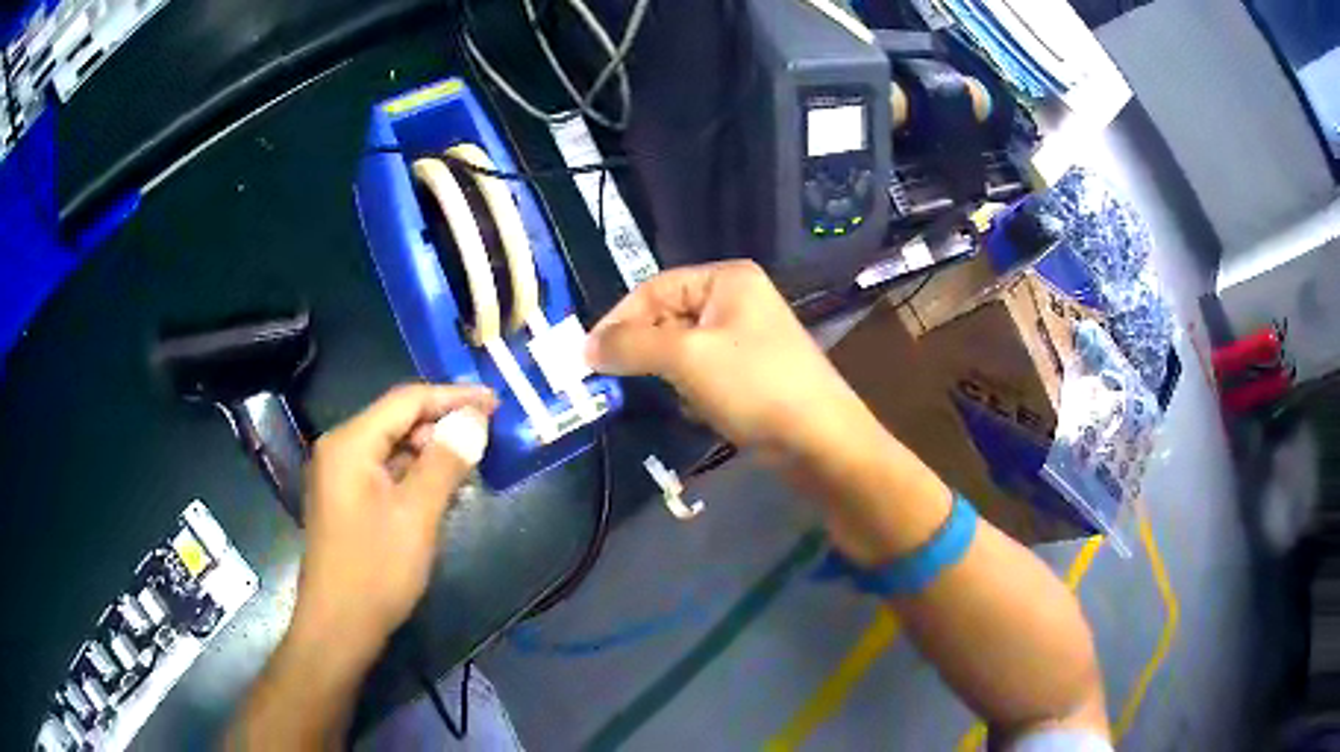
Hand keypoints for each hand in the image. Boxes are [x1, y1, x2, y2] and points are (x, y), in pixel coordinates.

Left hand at [295, 384, 497, 654]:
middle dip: (442, 423)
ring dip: (430, 450)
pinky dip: (414, 473)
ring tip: (470, 462)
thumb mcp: (417, 515)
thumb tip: (475, 418)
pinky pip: (384, 471)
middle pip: (396, 419)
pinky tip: (440, 488)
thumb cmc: (376, 571)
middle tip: (487, 436)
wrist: (338, 627)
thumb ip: (446, 461)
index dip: (453, 396)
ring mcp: (339, 476)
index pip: (406, 400)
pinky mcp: (345, 500)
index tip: (495, 403)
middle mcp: (339, 449)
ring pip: (392, 447)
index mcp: (350, 443)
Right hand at [585, 261, 878, 461]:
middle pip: (669, 316)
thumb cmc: (755, 386)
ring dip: (666, 372)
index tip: (589, 356)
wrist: (821, 442)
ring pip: (684, 348)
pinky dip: (690, 389)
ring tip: (659, 396)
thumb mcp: (686, 357)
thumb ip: (632, 345)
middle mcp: (738, 300)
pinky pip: (704, 372)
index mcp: (727, 279)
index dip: (619, 318)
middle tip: (613, 380)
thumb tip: (586, 348)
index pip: (655, 287)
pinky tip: (693, 410)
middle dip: (643, 349)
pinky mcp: (752, 373)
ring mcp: (747, 338)